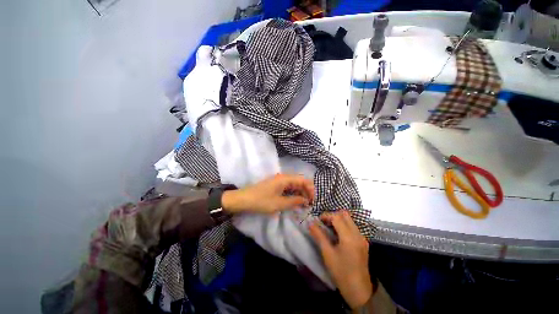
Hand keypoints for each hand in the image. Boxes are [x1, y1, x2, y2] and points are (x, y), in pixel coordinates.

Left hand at [221, 174, 313, 213]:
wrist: (243, 199)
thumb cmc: (261, 201)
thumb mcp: (279, 203)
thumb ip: (294, 201)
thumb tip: (306, 200)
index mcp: (285, 179)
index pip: (302, 180)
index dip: (310, 188)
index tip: (313, 199)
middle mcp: (283, 177)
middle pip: (299, 181)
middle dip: (306, 191)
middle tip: (309, 203)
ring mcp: (278, 181)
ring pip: (293, 185)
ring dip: (299, 193)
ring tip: (303, 204)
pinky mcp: (275, 185)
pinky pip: (287, 188)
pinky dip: (292, 194)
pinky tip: (294, 201)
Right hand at [309, 211, 372, 308]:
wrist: (359, 290)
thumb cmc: (341, 272)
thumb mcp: (327, 254)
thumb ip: (319, 236)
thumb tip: (310, 223)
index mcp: (349, 237)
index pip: (337, 217)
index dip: (326, 215)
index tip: (318, 221)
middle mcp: (358, 234)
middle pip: (345, 215)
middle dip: (333, 215)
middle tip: (324, 223)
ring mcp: (362, 238)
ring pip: (350, 220)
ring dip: (339, 220)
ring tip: (329, 228)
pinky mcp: (363, 242)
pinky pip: (353, 227)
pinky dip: (344, 225)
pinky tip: (338, 235)